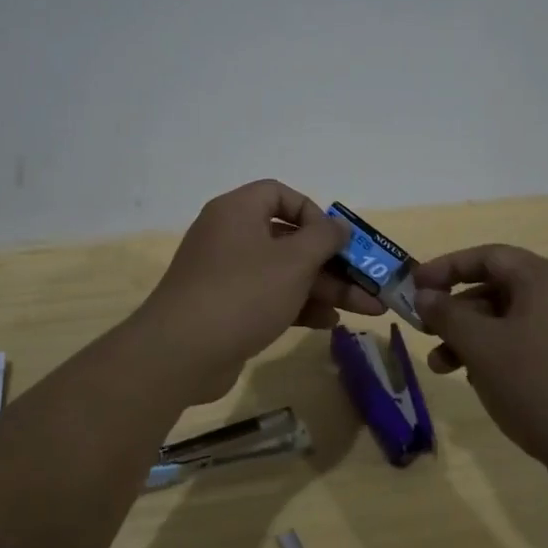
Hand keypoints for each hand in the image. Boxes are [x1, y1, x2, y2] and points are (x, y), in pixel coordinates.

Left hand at [136, 181, 384, 400]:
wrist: (180, 353)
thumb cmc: (242, 293)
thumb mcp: (293, 262)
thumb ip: (323, 238)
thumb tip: (337, 225)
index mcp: (237, 211)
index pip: (279, 194)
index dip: (312, 212)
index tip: (335, 238)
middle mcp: (230, 236)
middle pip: (289, 239)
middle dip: (332, 262)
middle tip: (367, 282)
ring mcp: (226, 274)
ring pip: (284, 273)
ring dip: (324, 288)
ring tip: (365, 309)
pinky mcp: (227, 308)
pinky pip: (270, 297)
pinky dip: (299, 306)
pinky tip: (330, 323)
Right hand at [412, 244, 547, 494]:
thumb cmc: (541, 387)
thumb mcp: (483, 348)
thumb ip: (448, 315)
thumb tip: (425, 295)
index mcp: (546, 279)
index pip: (488, 256)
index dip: (447, 267)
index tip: (415, 286)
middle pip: (499, 288)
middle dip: (457, 311)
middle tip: (425, 332)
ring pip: (511, 321)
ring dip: (473, 338)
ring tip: (442, 367)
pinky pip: (530, 344)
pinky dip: (500, 355)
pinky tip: (480, 382)